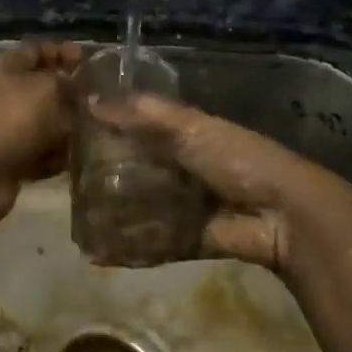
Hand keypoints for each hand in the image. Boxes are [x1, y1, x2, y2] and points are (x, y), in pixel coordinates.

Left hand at [0, 40, 82, 227]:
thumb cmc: (13, 117)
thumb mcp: (46, 86)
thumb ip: (66, 81)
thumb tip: (76, 85)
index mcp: (4, 67)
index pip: (36, 51)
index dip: (62, 53)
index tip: (89, 61)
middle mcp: (3, 94)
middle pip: (43, 88)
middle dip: (71, 95)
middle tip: (100, 101)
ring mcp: (6, 128)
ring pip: (45, 122)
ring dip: (68, 128)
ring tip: (94, 130)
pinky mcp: (12, 158)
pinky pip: (42, 152)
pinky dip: (57, 156)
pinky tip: (74, 157)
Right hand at [87, 92, 351, 274]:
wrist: (284, 214)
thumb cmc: (236, 159)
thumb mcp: (190, 127)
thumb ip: (142, 115)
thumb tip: (91, 100)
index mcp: (186, 135)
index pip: (140, 127)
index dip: (110, 127)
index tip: (71, 131)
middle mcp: (183, 169)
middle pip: (137, 169)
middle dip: (106, 175)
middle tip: (68, 181)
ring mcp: (185, 206)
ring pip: (142, 207)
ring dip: (114, 215)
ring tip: (77, 220)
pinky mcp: (189, 239)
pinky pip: (154, 242)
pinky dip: (130, 247)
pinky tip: (99, 251)